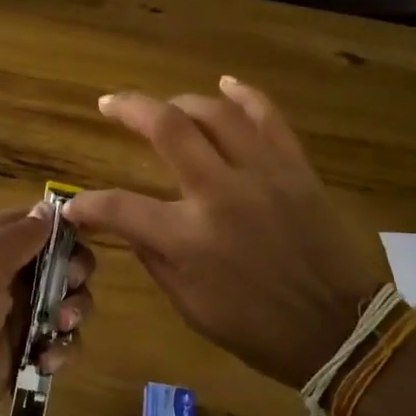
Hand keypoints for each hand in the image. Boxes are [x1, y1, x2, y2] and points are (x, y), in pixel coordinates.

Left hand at [0, 204, 93, 415]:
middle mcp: (7, 273)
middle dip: (75, 272)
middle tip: (71, 285)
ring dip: (73, 312)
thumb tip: (49, 208)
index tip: (87, 236)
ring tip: (60, 326)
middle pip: (61, 260)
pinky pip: (60, 341)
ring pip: (66, 301)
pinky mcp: (25, 350)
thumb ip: (21, 234)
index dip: (64, 226)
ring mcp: (18, 313)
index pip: (37, 221)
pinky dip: (61, 348)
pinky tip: (46, 360)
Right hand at [64, 76, 388, 389]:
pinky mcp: (295, 167)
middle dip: (128, 107)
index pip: (119, 206)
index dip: (88, 203)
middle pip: (167, 128)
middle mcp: (220, 194)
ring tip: (164, 106)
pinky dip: (244, 95)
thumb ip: (154, 256)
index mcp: (189, 239)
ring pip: (215, 112)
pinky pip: (268, 116)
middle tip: (108, 103)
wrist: (341, 331)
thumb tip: (127, 222)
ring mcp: (262, 173)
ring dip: (181, 101)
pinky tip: (226, 84)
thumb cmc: (258, 328)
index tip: (75, 204)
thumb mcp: (191, 305)